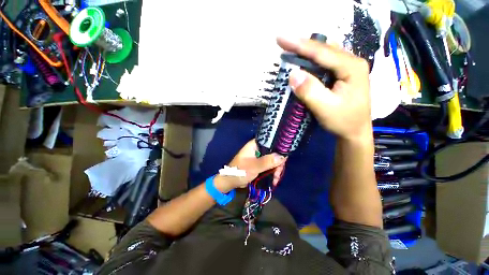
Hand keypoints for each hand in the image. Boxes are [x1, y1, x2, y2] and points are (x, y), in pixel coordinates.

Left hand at [214, 139, 286, 192]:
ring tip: (276, 179)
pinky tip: (274, 180)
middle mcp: (258, 149)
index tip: (284, 158)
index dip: (279, 148)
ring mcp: (259, 157)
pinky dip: (272, 173)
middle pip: (273, 152)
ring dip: (276, 170)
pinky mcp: (260, 164)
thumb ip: (267, 161)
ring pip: (273, 160)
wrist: (230, 181)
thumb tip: (282, 156)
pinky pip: (270, 166)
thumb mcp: (254, 166)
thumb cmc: (240, 171)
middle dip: (278, 163)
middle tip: (278, 173)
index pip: (270, 142)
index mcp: (255, 145)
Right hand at [277, 37, 372, 140]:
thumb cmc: (343, 121)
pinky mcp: (343, 75)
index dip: (299, 45)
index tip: (280, 39)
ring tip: (291, 50)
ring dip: (307, 52)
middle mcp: (352, 62)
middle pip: (324, 49)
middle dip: (302, 46)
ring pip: (325, 53)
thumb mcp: (325, 108)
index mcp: (351, 67)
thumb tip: (293, 74)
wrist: (355, 132)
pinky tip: (305, 61)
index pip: (321, 52)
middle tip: (283, 44)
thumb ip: (310, 91)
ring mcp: (348, 68)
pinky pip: (325, 62)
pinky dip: (312, 60)